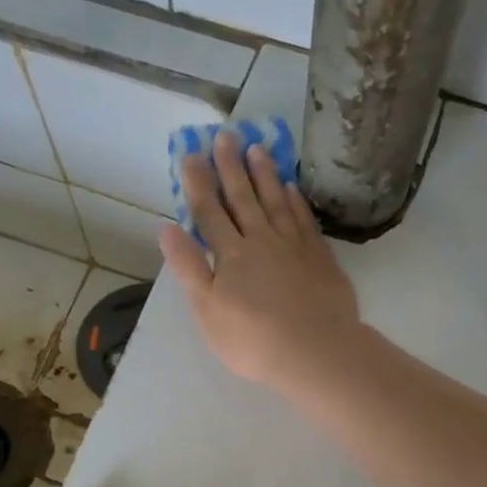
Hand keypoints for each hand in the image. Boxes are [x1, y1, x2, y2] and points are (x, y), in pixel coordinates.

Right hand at [159, 130, 363, 396]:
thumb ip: (188, 267)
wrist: (316, 351)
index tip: (192, 153)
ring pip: (276, 201)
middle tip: (225, 135)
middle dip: (231, 166)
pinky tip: (291, 187)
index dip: (199, 183)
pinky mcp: (320, 257)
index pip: (209, 212)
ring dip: (265, 174)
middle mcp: (261, 240)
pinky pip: (304, 219)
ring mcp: (294, 246)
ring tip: (257, 147)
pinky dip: (295, 200)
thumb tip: (167, 227)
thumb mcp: (208, 310)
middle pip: (243, 198)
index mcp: (231, 255)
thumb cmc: (254, 340)